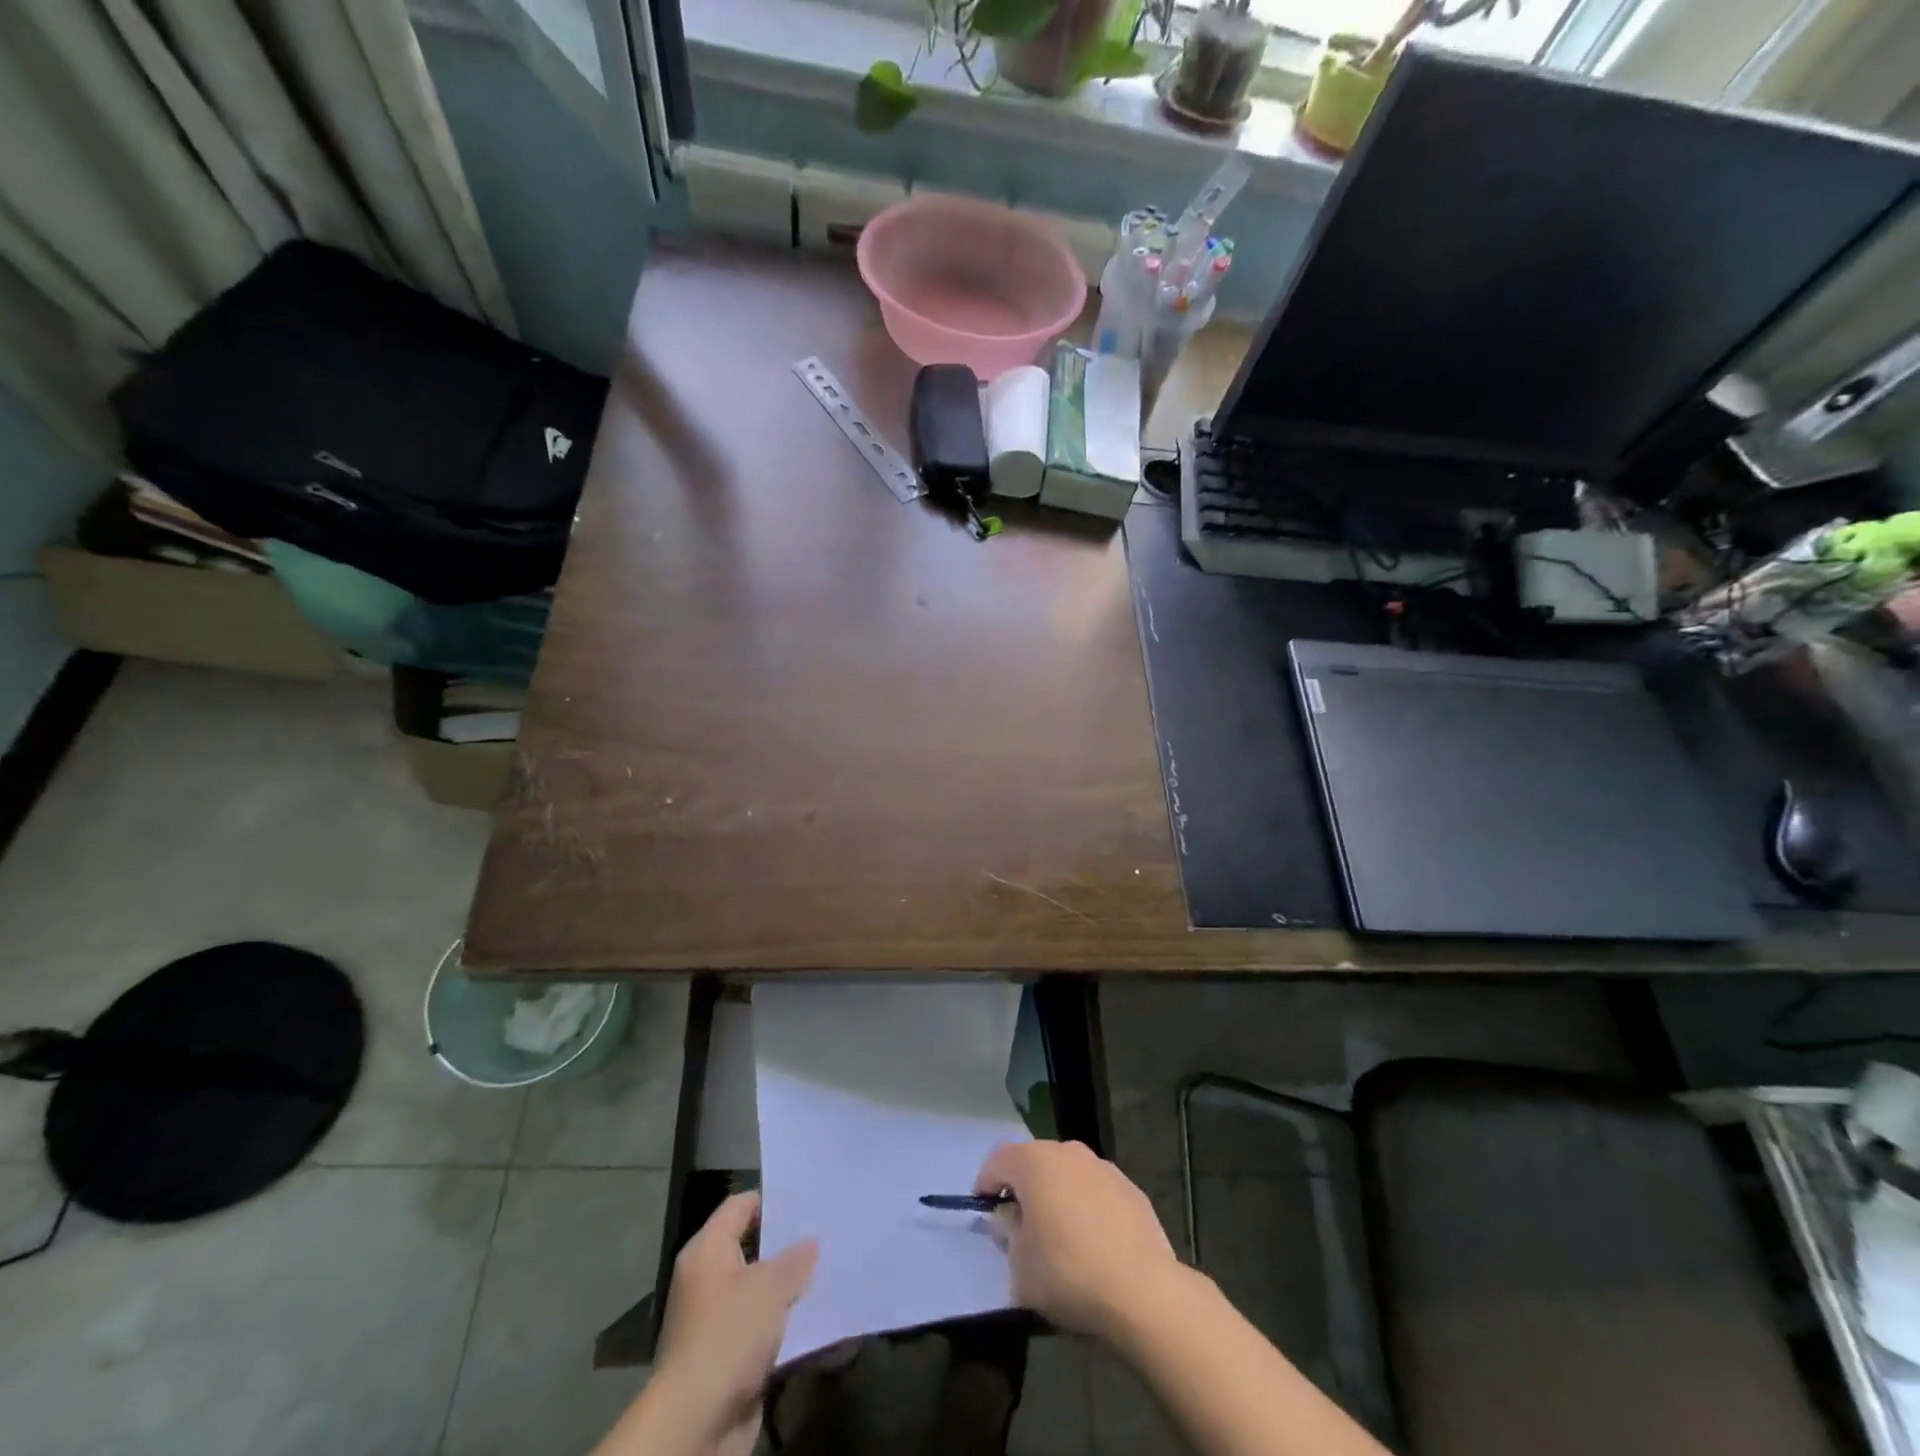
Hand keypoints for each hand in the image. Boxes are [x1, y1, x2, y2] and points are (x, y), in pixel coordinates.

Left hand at [653, 1192, 817, 1455]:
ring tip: (833, 1274)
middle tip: (828, 1235)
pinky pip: (766, 1330)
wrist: (696, 1425)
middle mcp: (709, 1280)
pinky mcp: (731, 1359)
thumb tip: (809, 1243)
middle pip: (754, 1249)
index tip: (808, 1200)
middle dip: (790, 1247)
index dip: (772, 1200)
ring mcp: (719, 1322)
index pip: (740, 1206)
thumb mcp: (769, 1287)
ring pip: (763, 1293)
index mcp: (707, 1251)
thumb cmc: (728, 1336)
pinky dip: (789, 1326)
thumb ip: (794, 1259)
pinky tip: (822, 1321)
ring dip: (793, 1290)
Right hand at [975, 1140, 1182, 1340]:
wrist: (1142, 1290)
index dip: (986, 1184)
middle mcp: (1068, 1152)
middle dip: (1024, 1189)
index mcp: (1034, 1162)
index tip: (985, 1213)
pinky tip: (1094, 1246)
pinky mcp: (1132, 1189)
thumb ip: (1007, 1234)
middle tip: (1020, 1228)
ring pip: (1069, 1175)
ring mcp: (1103, 1167)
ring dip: (1058, 1197)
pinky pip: (1097, 1193)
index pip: (997, 1160)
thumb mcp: (1019, 1265)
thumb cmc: (1068, 1272)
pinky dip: (1088, 1209)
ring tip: (1060, 1238)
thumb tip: (1010, 1219)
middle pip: (1035, 1163)